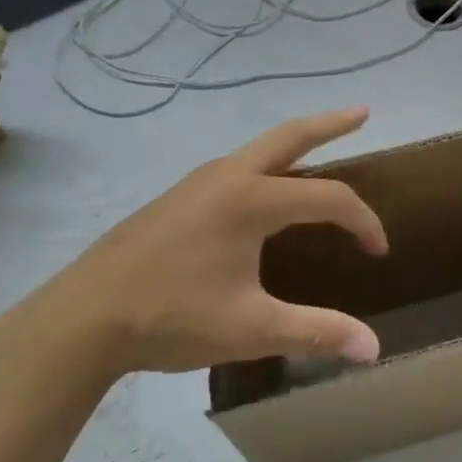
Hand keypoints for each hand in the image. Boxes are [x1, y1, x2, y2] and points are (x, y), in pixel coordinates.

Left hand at [0, 108, 387, 406]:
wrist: (82, 318)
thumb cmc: (171, 318)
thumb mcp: (252, 330)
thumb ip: (317, 333)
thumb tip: (374, 350)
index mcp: (252, 200)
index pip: (329, 198)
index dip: (363, 222)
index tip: (378, 253)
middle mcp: (227, 177)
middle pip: (290, 137)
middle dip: (330, 123)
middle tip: (363, 112)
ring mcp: (196, 183)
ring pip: (258, 150)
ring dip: (295, 144)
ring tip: (319, 150)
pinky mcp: (176, 198)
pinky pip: (236, 168)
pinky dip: (266, 166)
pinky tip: (263, 193)